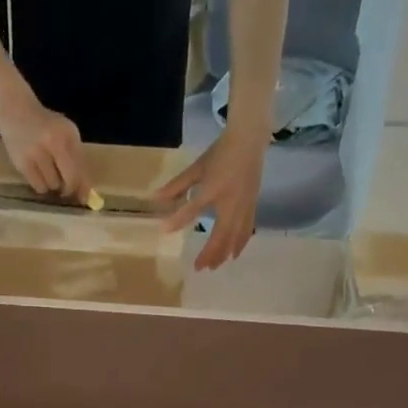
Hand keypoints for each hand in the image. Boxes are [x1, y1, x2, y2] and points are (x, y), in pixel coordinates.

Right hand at [0, 88, 88, 199]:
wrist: (15, 110)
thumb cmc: (46, 125)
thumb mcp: (66, 133)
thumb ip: (77, 159)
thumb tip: (85, 192)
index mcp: (67, 134)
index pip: (80, 167)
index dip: (84, 186)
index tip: (84, 199)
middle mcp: (52, 142)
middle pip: (69, 180)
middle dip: (69, 189)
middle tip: (66, 190)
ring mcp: (35, 153)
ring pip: (52, 185)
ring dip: (53, 185)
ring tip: (48, 173)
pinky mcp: (22, 163)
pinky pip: (38, 186)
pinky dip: (41, 185)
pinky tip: (39, 174)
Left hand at [158, 124, 267, 269]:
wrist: (249, 140)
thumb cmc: (220, 153)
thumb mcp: (196, 168)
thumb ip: (177, 185)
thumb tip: (155, 198)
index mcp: (213, 189)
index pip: (193, 208)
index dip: (178, 220)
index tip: (164, 231)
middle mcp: (230, 202)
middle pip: (220, 234)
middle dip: (210, 253)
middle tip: (198, 268)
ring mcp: (243, 205)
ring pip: (234, 236)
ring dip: (223, 253)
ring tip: (214, 266)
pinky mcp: (252, 205)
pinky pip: (246, 230)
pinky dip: (239, 244)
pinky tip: (234, 254)